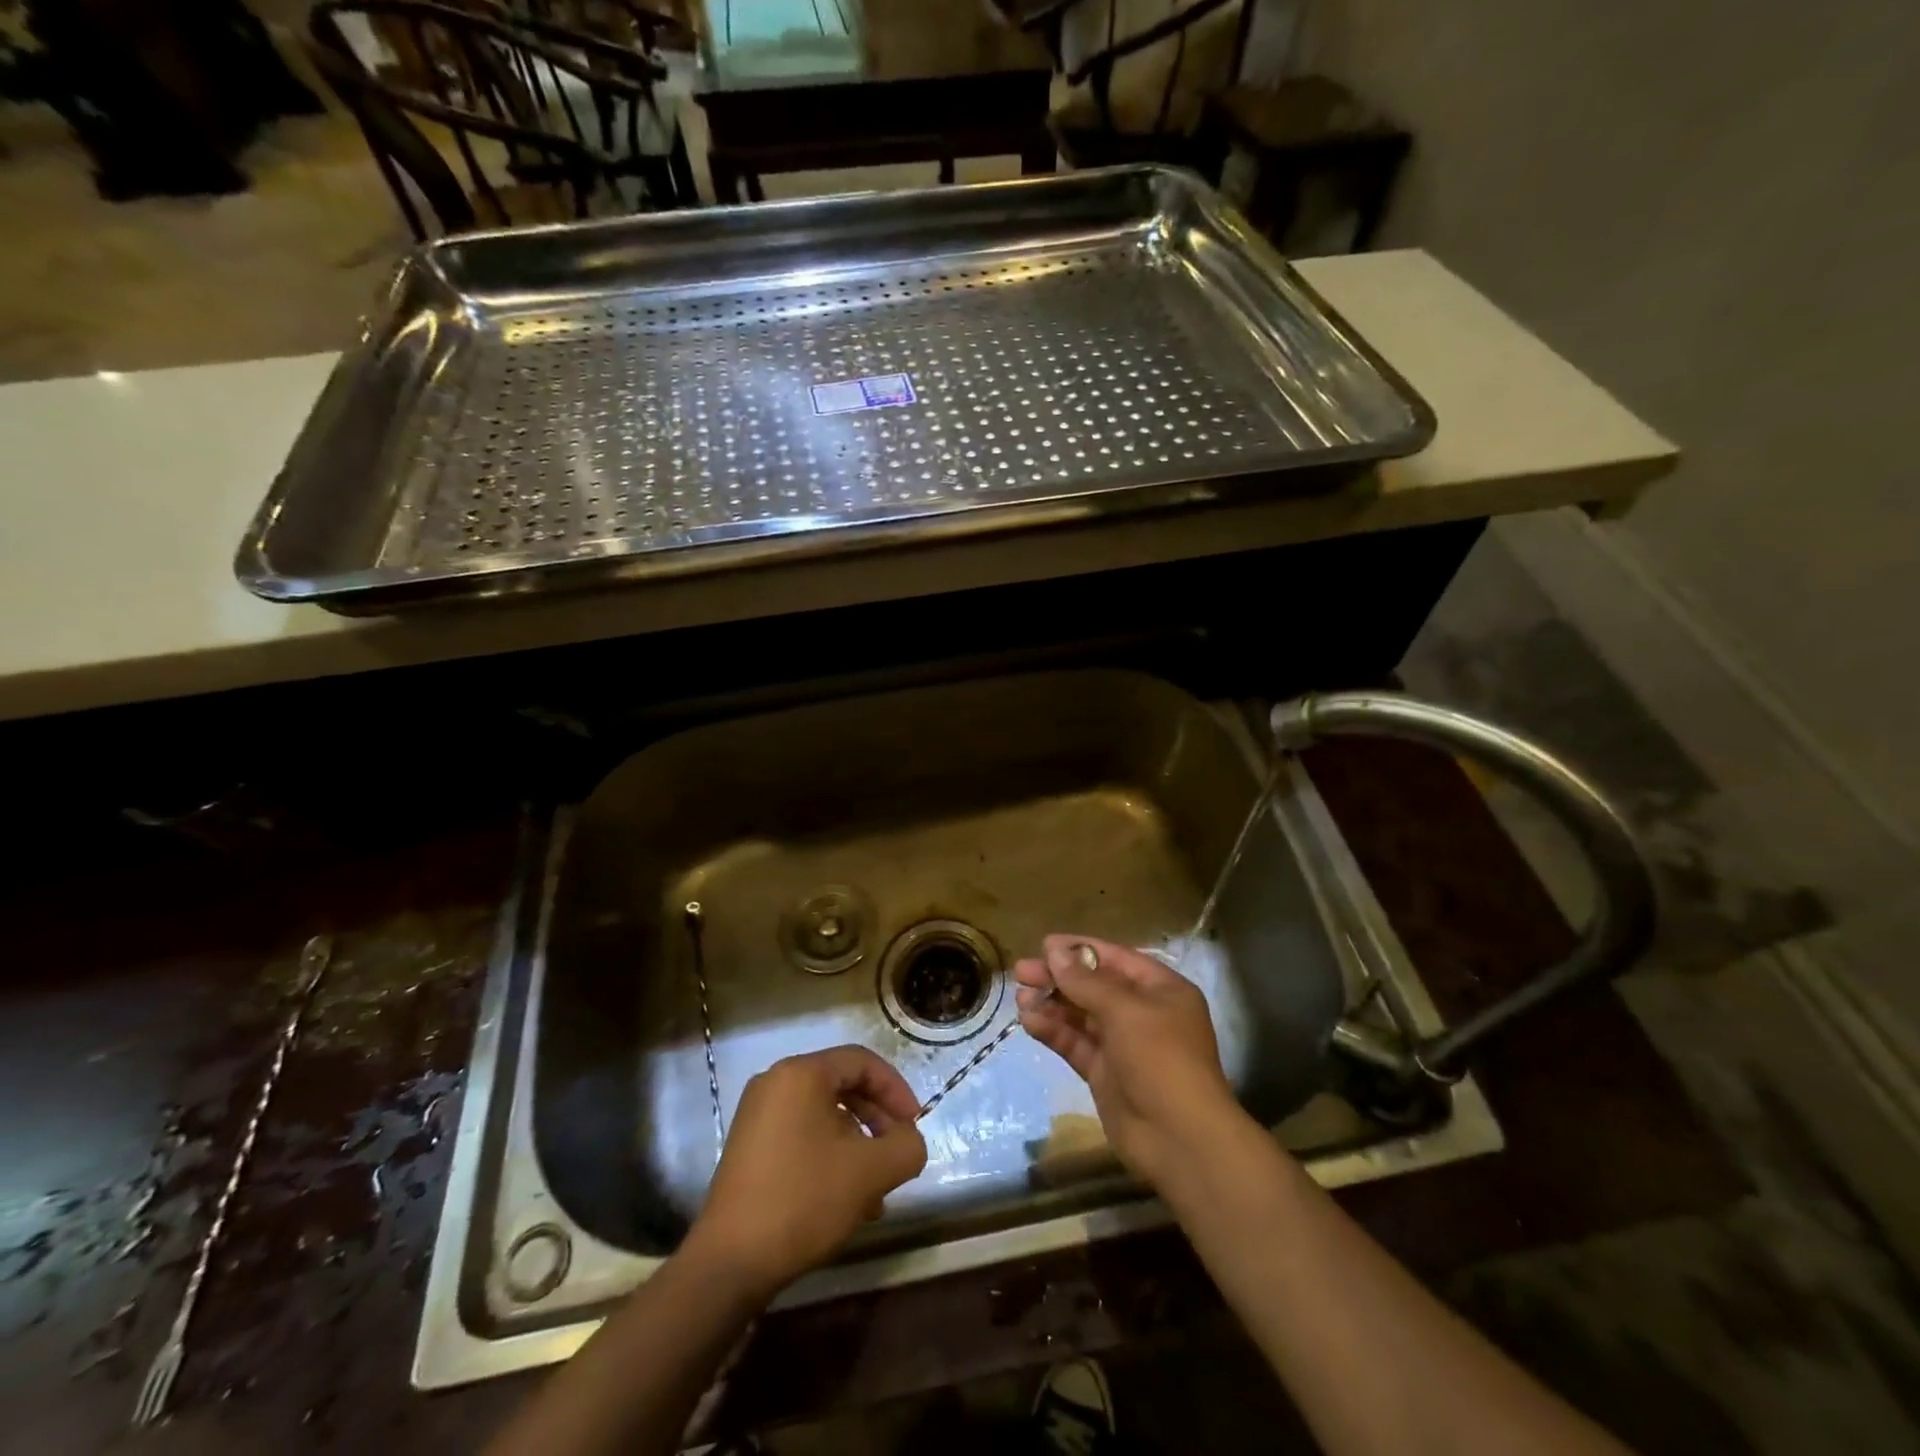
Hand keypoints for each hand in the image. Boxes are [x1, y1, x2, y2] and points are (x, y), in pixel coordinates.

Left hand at [685, 1045, 926, 1296]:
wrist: (729, 1263)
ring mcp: (757, 1116)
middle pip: (843, 1087)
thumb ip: (906, 1147)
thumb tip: (910, 1141)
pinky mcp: (749, 1148)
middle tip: (897, 1154)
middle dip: (877, 1121)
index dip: (896, 1090)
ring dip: (857, 1145)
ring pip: (824, 1116)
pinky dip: (830, 1156)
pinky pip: (803, 1136)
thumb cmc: (803, 1200)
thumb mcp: (870, 1172)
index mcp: (801, 1073)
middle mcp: (775, 1083)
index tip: (915, 1125)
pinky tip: (847, 1200)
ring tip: (876, 1191)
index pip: (862, 1062)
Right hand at [1014, 934, 1242, 1187]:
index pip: (1116, 959)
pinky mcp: (1104, 1073)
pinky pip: (1075, 1043)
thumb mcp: (1125, 1011)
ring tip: (1020, 997)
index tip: (1044, 945)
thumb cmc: (1161, 1059)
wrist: (1179, 1139)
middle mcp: (1142, 1013)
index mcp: (1161, 990)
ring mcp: (1123, 1044)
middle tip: (1021, 971)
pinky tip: (1030, 1022)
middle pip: (1094, 986)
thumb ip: (1086, 981)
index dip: (1080, 950)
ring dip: (1051, 1004)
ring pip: (1081, 1015)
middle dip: (1058, 977)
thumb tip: (1054, 951)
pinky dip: (1054, 1031)